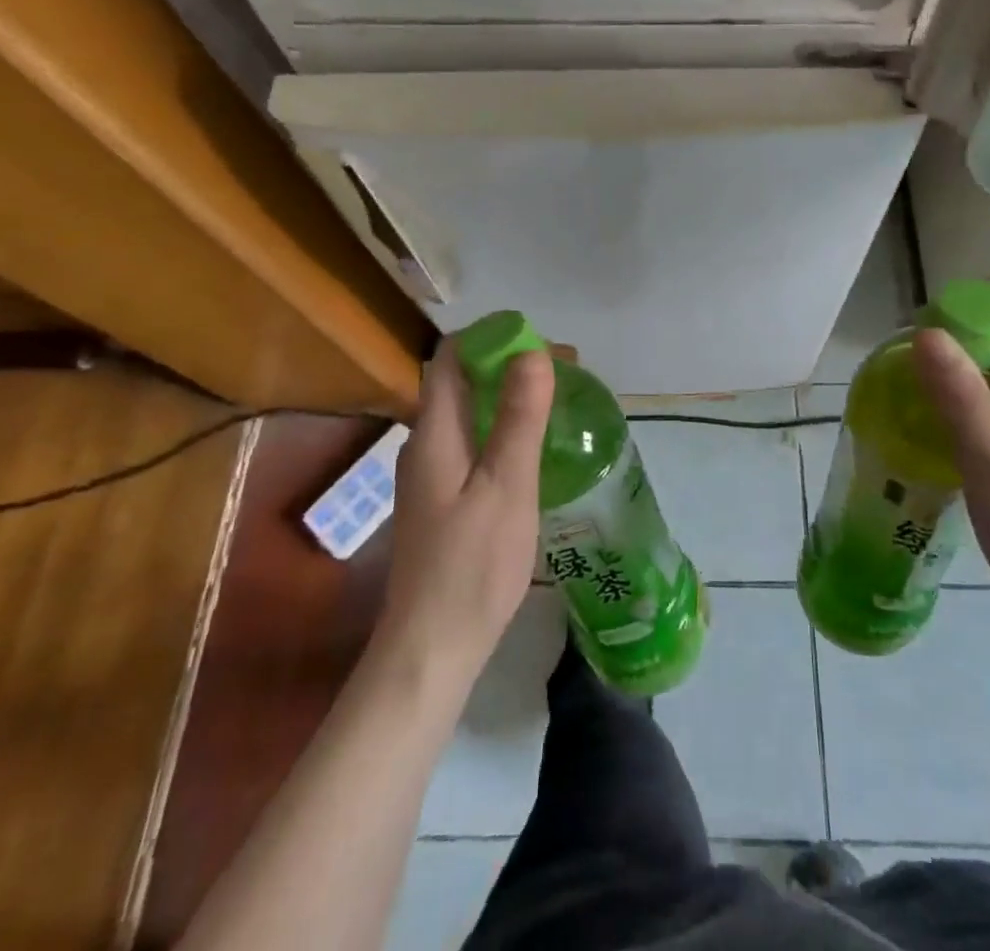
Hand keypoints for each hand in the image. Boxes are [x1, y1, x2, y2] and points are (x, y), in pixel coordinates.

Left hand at [371, 343, 553, 701]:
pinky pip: (473, 442)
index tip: (539, 340)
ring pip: (469, 413)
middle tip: (564, 370)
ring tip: (557, 400)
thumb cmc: (472, 565)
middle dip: (509, 364)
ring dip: (508, 396)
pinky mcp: (442, 500)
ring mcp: (431, 475)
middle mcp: (425, 444)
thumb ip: (518, 417)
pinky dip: (503, 428)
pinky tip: (534, 447)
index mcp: (434, 433)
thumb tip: (532, 352)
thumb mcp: (506, 485)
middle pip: (461, 382)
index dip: (492, 338)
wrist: (432, 650)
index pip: (451, 358)